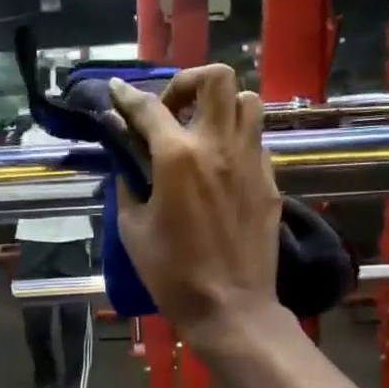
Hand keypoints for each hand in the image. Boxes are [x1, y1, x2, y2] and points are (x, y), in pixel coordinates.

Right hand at [105, 65, 282, 345]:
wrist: (230, 308)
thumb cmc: (172, 274)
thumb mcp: (133, 229)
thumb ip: (128, 185)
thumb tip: (126, 162)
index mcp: (178, 157)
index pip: (149, 108)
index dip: (128, 95)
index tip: (117, 91)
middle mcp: (219, 146)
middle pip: (217, 79)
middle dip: (189, 83)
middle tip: (172, 110)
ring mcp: (251, 162)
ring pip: (247, 102)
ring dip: (221, 107)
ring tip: (202, 132)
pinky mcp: (270, 182)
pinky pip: (256, 142)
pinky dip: (236, 141)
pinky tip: (221, 169)